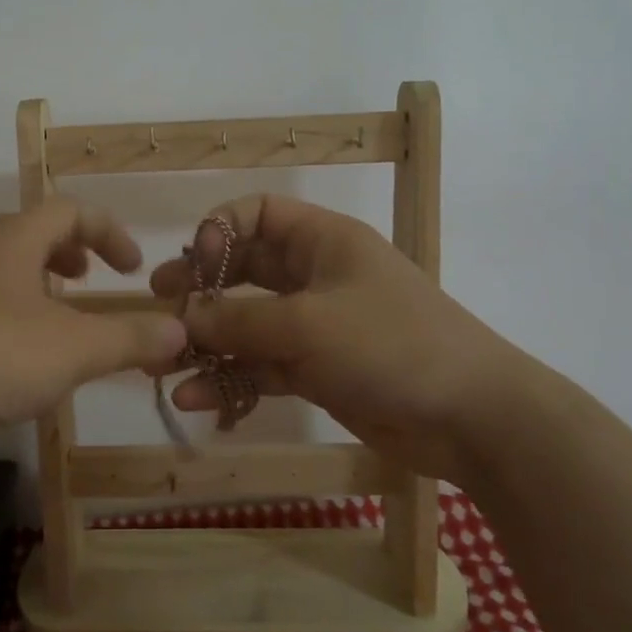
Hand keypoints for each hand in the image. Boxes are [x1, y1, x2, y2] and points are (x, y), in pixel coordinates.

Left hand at [0, 199, 187, 439]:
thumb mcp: (74, 349)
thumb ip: (130, 338)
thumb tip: (179, 331)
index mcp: (11, 243)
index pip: (67, 211)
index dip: (108, 231)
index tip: (132, 268)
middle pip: (23, 229)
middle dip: (64, 249)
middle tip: (84, 277)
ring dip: (35, 282)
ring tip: (59, 318)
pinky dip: (9, 314)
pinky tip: (21, 357)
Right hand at [151, 194, 541, 481]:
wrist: (471, 418)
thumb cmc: (390, 345)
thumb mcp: (307, 324)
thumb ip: (239, 320)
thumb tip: (182, 318)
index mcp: (322, 241)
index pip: (260, 213)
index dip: (220, 229)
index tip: (192, 262)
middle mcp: (315, 276)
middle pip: (244, 271)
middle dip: (201, 290)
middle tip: (160, 307)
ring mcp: (315, 326)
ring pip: (248, 324)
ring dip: (209, 343)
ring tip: (164, 364)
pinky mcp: (316, 370)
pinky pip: (262, 366)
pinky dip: (231, 379)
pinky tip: (196, 400)